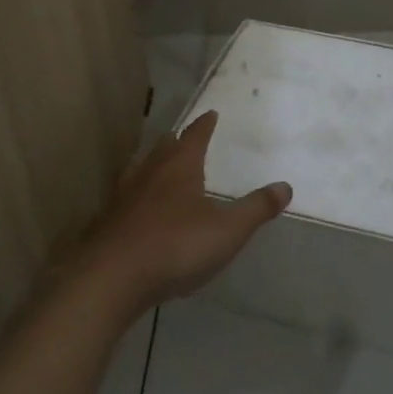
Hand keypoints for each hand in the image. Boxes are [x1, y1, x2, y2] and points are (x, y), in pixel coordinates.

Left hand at [74, 111, 290, 315]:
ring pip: (140, 170)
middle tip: (183, 137)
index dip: (205, 124)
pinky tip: (137, 209)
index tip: (211, 113)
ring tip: (158, 167)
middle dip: (176, 141)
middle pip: (164, 148)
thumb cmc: (175, 246)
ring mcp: (124, 197)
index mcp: (180, 166)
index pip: (195, 135)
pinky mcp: (107, 224)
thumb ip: (256, 208)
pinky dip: (136, 196)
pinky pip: (125, 199)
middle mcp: (150, 173)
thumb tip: (285, 186)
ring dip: (152, 165)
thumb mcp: (227, 230)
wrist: (110, 280)